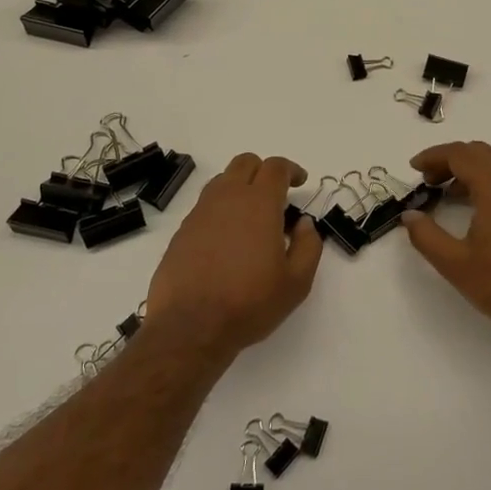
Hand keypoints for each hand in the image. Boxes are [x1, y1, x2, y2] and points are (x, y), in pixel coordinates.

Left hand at [145, 153, 322, 355]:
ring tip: (252, 218)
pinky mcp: (182, 231)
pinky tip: (228, 240)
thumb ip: (308, 246)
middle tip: (277, 195)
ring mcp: (200, 213)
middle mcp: (227, 198)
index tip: (300, 182)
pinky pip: (205, 206)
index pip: (275, 167)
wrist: (190, 327)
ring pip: (222, 181)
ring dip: (240, 187)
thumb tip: (304, 224)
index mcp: (259, 204)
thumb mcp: (296, 282)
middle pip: (245, 163)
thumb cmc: (249, 303)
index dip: (291, 170)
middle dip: (264, 171)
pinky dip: (221, 210)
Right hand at [402, 142, 490, 342]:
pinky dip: (487, 177)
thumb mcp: (455, 264)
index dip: (433, 157)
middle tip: (427, 181)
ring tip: (446, 191)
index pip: (460, 154)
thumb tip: (409, 215)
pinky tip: (474, 203)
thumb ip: (426, 236)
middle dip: (449, 160)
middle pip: (478, 152)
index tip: (413, 168)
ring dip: (469, 167)